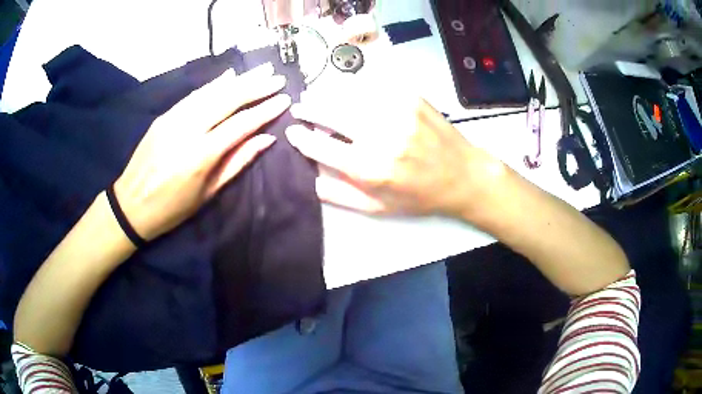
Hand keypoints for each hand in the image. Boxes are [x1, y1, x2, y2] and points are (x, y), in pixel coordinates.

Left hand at [114, 63, 290, 240]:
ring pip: (211, 92)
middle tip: (277, 78)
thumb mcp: (208, 193)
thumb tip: (266, 139)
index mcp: (201, 155)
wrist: (130, 205)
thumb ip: (237, 162)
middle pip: (227, 100)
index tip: (284, 99)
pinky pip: (193, 95)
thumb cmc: (172, 208)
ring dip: (238, 80)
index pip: (240, 124)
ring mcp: (173, 119)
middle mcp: (187, 130)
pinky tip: (229, 75)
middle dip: (255, 87)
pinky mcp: (164, 116)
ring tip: (261, 71)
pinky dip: (214, 84)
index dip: (264, 111)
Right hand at [285, 96, 505, 217]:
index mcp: (370, 169)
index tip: (292, 131)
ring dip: (328, 94)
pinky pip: (373, 84)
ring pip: (348, 94)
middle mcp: (381, 136)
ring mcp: (397, 112)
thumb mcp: (378, 207)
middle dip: (309, 108)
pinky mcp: (410, 97)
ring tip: (318, 96)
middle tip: (300, 106)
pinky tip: (350, 92)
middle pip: (330, 112)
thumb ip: (339, 195)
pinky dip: (355, 87)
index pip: (320, 147)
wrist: (462, 175)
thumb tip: (308, 178)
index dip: (300, 137)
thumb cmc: (419, 195)